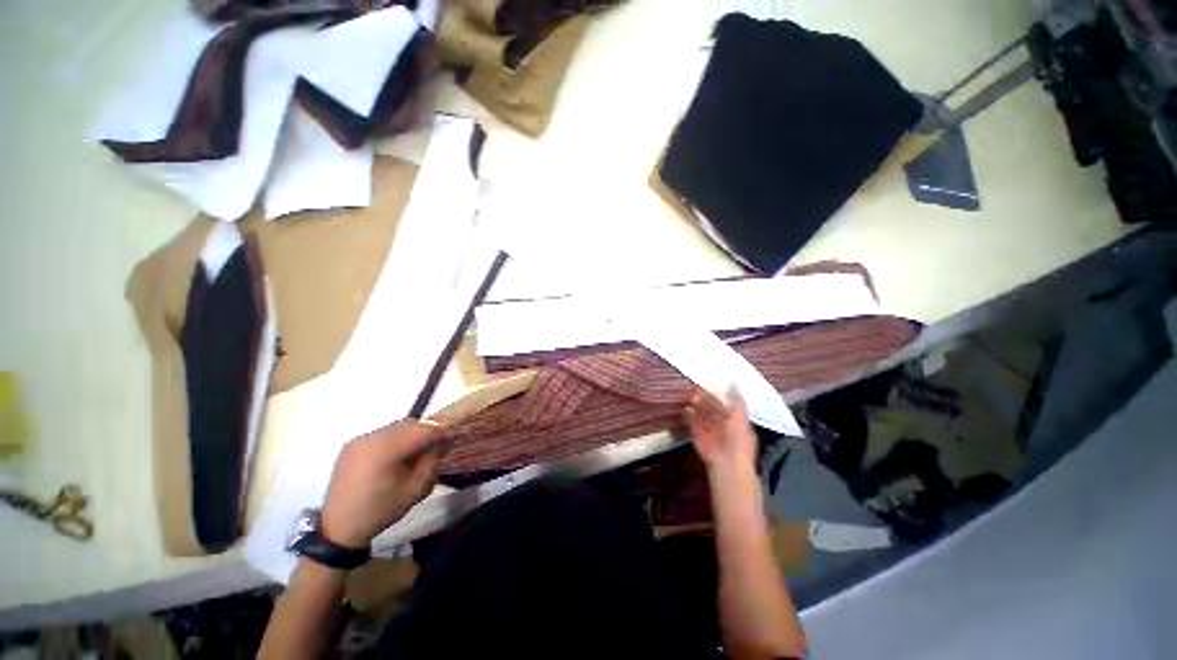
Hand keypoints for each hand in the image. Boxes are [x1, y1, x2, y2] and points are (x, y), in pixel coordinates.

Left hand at [321, 420, 445, 547]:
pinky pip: (382, 434)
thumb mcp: (416, 489)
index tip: (454, 438)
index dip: (442, 431)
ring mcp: (359, 440)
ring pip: (396, 427)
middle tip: (437, 446)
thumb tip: (443, 442)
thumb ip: (433, 461)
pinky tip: (396, 456)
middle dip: (427, 432)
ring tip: (416, 452)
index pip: (423, 430)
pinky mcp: (352, 445)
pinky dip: (395, 440)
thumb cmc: (381, 510)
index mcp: (386, 449)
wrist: (338, 529)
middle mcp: (371, 438)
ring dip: (411, 435)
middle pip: (409, 424)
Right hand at [684, 388, 757, 475]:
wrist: (726, 462)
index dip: (720, 397)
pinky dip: (689, 416)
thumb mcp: (740, 416)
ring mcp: (710, 432)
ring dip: (697, 407)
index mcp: (737, 422)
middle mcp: (724, 426)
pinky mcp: (698, 436)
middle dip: (706, 400)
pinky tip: (685, 409)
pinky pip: (692, 424)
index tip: (711, 386)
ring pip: (702, 416)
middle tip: (697, 389)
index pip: (728, 406)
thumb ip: (736, 399)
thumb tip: (734, 382)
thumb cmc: (737, 439)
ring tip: (691, 397)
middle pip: (713, 410)